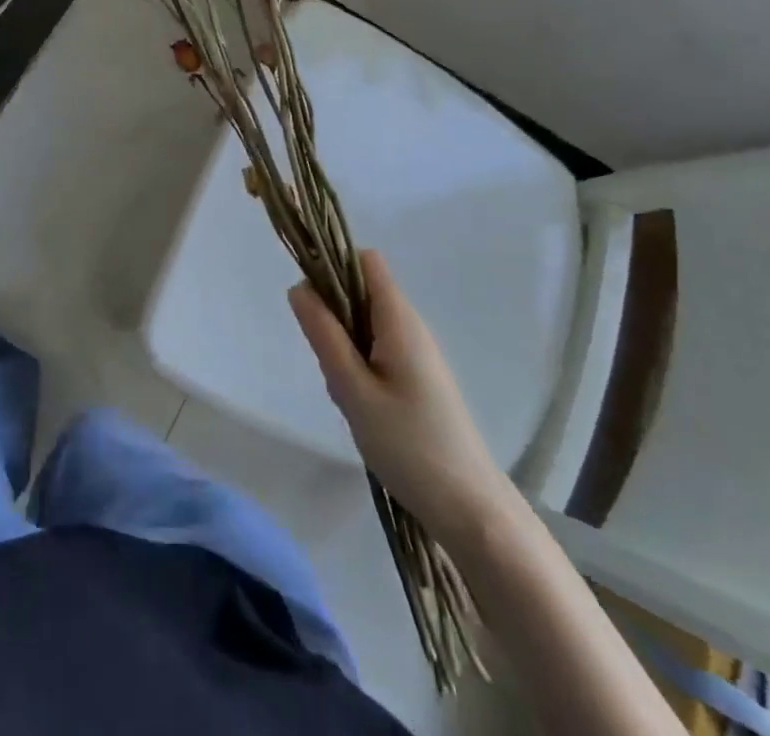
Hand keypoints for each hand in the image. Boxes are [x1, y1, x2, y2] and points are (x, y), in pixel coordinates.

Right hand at [289, 250, 509, 522]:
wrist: (470, 509)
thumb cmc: (409, 445)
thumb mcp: (353, 390)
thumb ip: (324, 336)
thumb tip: (299, 287)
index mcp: (399, 319)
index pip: (365, 261)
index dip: (334, 265)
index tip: (310, 300)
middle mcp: (411, 327)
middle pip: (362, 292)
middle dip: (334, 316)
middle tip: (328, 363)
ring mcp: (417, 354)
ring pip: (366, 326)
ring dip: (344, 347)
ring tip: (346, 395)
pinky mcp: (419, 379)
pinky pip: (378, 352)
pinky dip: (360, 368)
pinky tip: (361, 409)